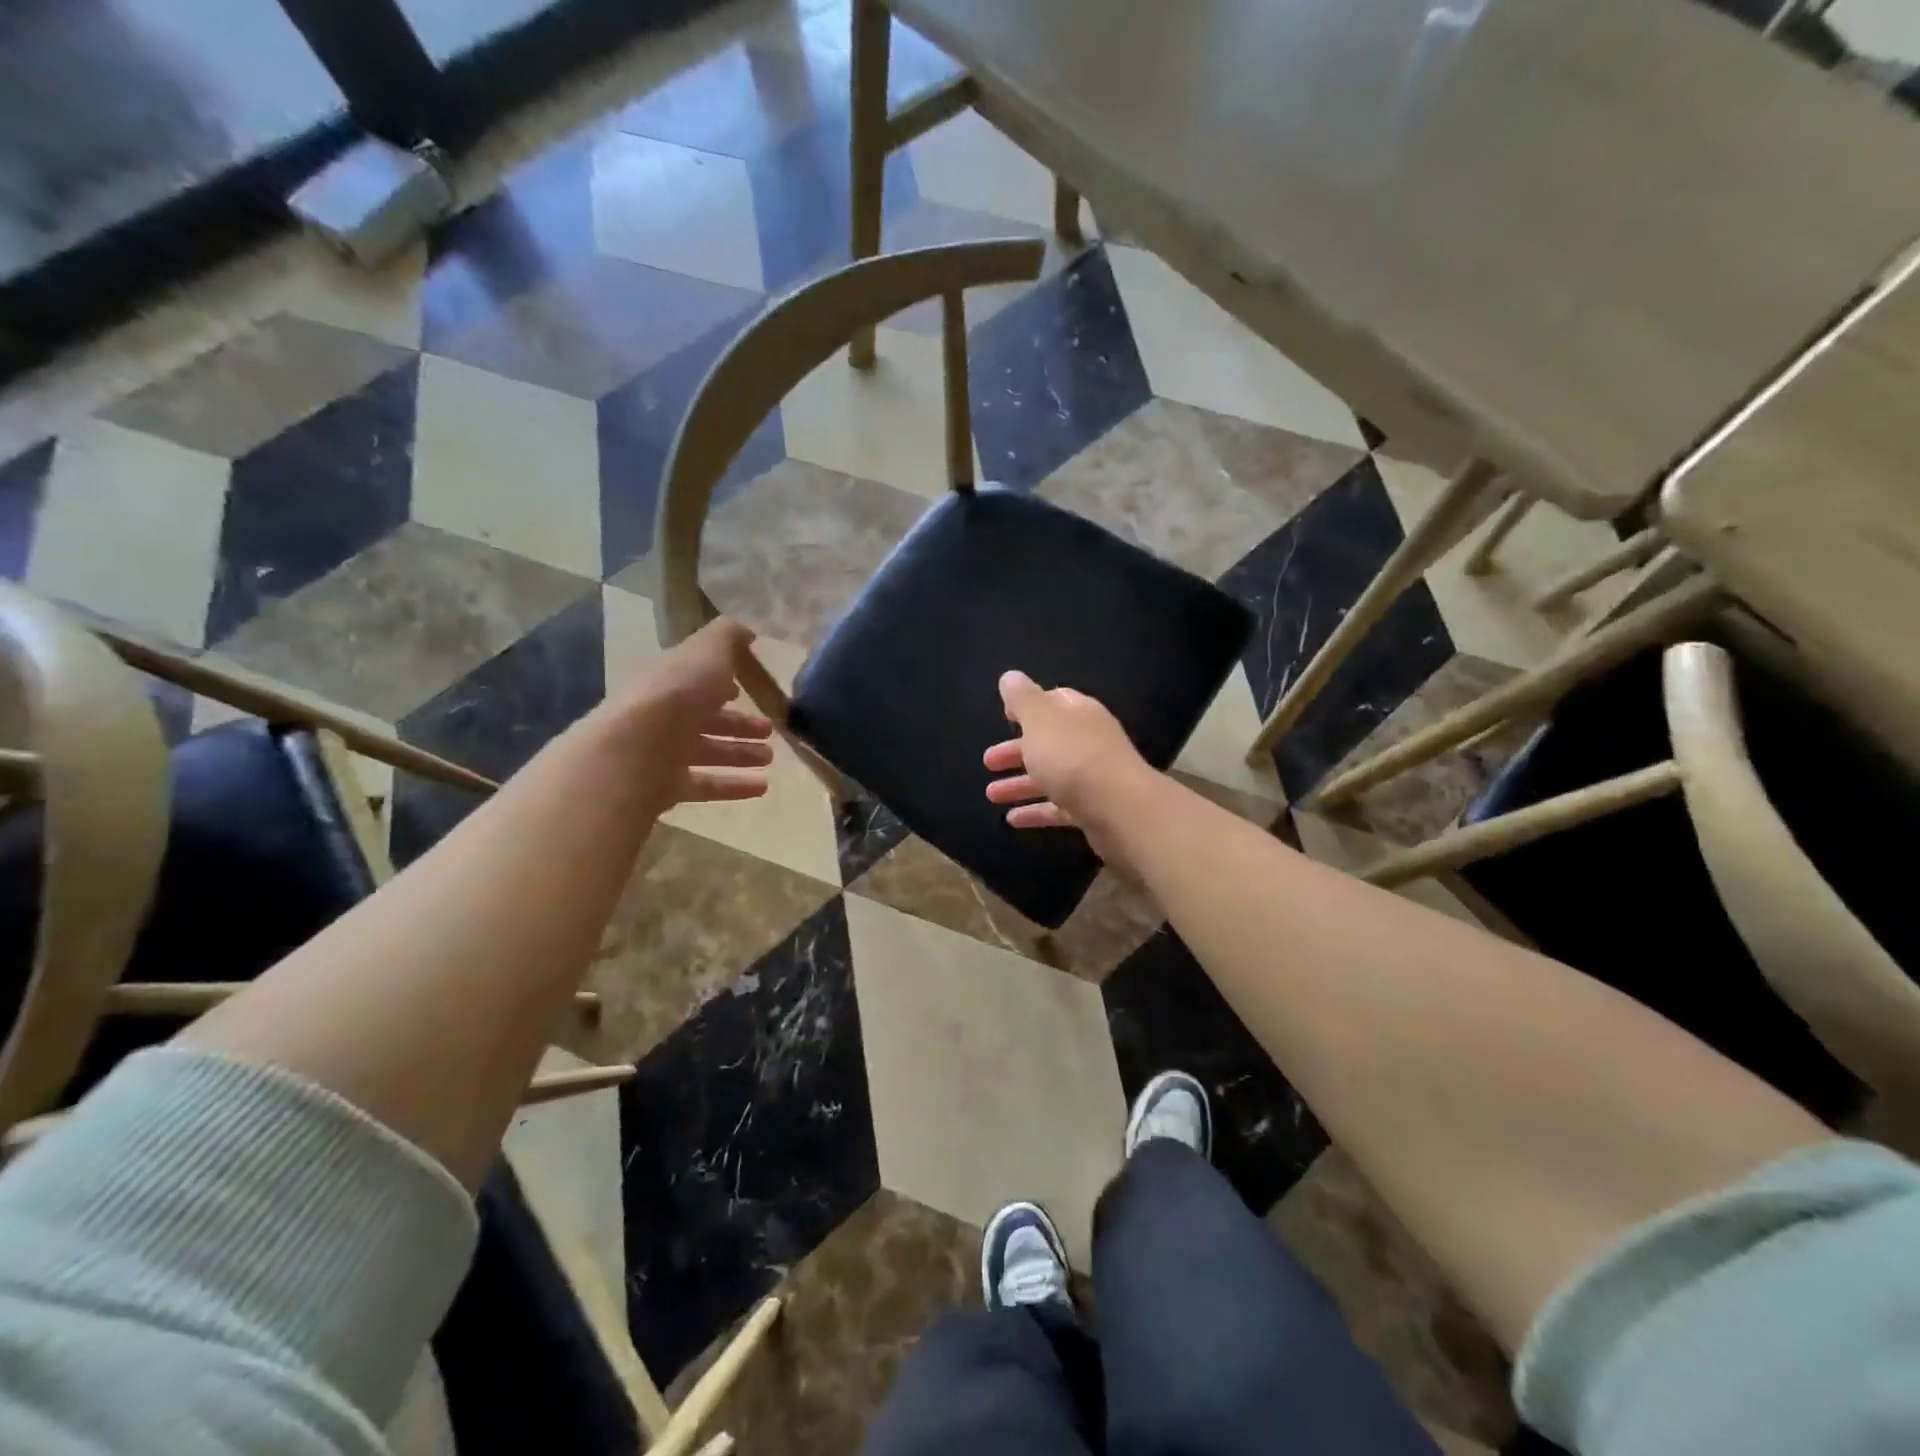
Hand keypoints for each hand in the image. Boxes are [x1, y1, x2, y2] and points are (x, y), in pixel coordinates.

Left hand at [612, 616, 773, 811]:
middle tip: (769, 730)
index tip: (746, 689)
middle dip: (738, 723)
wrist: (635, 751)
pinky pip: (706, 785)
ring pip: (707, 752)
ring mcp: (662, 753)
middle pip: (704, 718)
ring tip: (770, 758)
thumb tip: (747, 630)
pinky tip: (761, 787)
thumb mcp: (707, 651)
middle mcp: (663, 715)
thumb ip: (728, 637)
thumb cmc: (676, 694)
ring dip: (740, 753)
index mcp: (668, 680)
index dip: (720, 683)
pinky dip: (734, 785)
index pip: (695, 679)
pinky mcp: (666, 787)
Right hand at [982, 671, 1152, 857]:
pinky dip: (1036, 811)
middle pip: (1049, 742)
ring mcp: (1093, 777)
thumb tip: (1011, 677)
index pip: (1055, 701)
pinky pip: (1059, 807)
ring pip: (1051, 776)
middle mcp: (1089, 742)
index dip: (1029, 706)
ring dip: (1020, 784)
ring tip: (991, 795)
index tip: (1005, 715)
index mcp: (1079, 714)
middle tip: (988, 761)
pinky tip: (1012, 820)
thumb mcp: (1040, 721)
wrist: (1120, 811)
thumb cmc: (1073, 758)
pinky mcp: (1093, 810)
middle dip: (1017, 750)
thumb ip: (1023, 699)